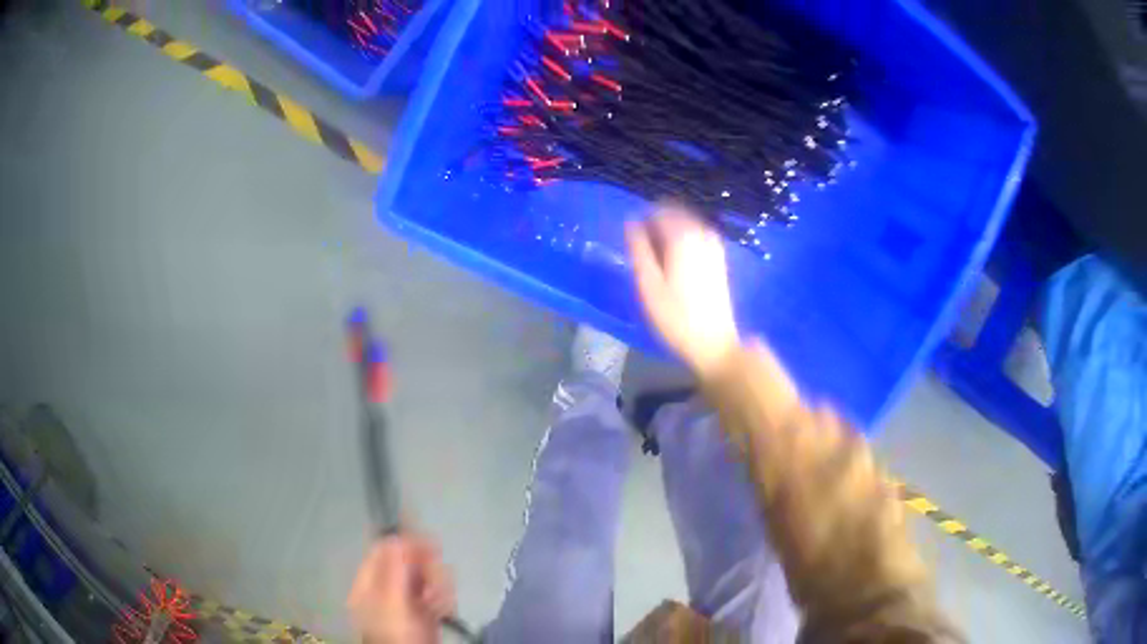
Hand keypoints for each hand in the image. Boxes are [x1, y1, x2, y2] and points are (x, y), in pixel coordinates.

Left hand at [348, 535, 454, 643]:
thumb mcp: (393, 601)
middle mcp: (387, 588)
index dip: (405, 542)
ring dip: (438, 585)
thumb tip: (398, 537)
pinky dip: (443, 598)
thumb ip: (395, 569)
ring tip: (440, 600)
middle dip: (427, 569)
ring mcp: (406, 601)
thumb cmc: (397, 631)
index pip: (384, 550)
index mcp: (371, 582)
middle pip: (408, 563)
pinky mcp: (424, 613)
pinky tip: (445, 609)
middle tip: (436, 580)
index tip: (429, 544)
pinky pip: (436, 595)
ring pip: (425, 578)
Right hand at [626, 205, 738, 375]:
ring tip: (658, 262)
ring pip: (685, 224)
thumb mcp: (648, 285)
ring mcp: (714, 244)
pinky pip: (696, 236)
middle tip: (644, 254)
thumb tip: (631, 223)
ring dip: (669, 235)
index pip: (658, 210)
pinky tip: (676, 265)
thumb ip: (638, 249)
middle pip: (673, 214)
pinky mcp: (719, 256)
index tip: (633, 242)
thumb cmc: (675, 318)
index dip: (642, 222)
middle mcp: (701, 232)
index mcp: (682, 236)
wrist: (714, 343)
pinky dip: (683, 243)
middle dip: (656, 227)